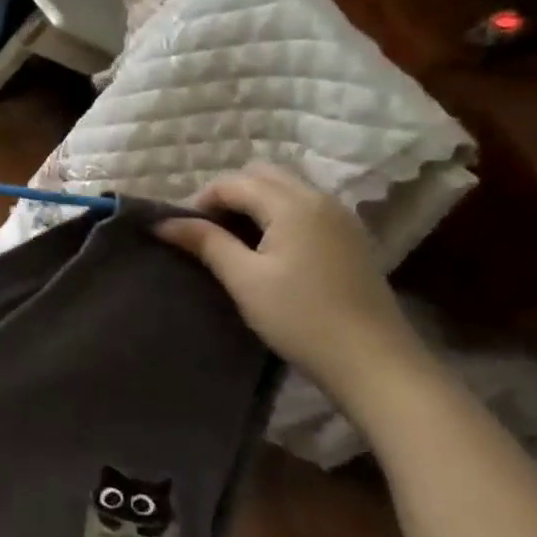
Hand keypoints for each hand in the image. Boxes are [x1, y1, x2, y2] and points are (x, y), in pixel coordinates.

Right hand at [156, 164, 429, 393]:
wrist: (373, 361)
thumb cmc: (300, 317)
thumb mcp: (244, 279)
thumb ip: (205, 242)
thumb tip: (164, 222)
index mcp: (292, 204)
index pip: (233, 183)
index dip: (202, 201)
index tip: (184, 232)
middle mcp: (320, 199)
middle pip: (262, 175)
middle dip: (228, 194)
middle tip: (208, 230)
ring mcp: (340, 217)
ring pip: (285, 188)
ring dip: (254, 202)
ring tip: (234, 240)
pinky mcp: (350, 237)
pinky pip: (304, 206)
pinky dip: (278, 214)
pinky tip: (268, 248)